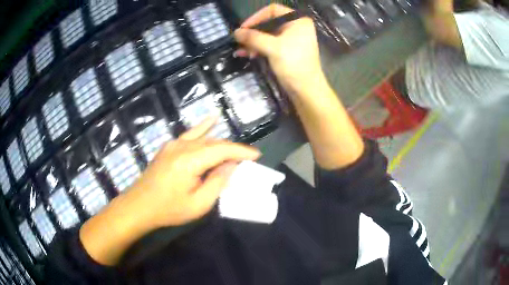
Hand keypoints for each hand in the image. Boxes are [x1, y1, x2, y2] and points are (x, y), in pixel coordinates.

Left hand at [79, 117, 259, 265]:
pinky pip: (190, 134)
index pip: (222, 149)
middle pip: (214, 142)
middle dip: (233, 150)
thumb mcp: (198, 204)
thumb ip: (217, 182)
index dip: (241, 151)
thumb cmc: (168, 209)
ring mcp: (173, 144)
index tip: (257, 155)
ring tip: (234, 152)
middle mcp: (182, 146)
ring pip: (204, 138)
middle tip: (247, 160)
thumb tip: (231, 166)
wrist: (139, 206)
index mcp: (190, 160)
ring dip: (220, 144)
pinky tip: (212, 119)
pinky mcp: (168, 147)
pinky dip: (203, 127)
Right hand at [234, 4, 325, 95]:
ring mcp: (291, 38)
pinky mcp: (287, 50)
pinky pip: (270, 44)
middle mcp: (295, 26)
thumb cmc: (293, 64)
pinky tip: (246, 54)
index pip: (272, 10)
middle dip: (253, 33)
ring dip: (253, 42)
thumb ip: (253, 37)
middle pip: (268, 22)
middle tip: (240, 41)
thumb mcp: (272, 48)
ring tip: (241, 51)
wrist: (306, 89)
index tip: (243, 29)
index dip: (256, 17)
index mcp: (297, 20)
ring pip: (267, 34)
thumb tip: (235, 32)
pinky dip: (258, 48)